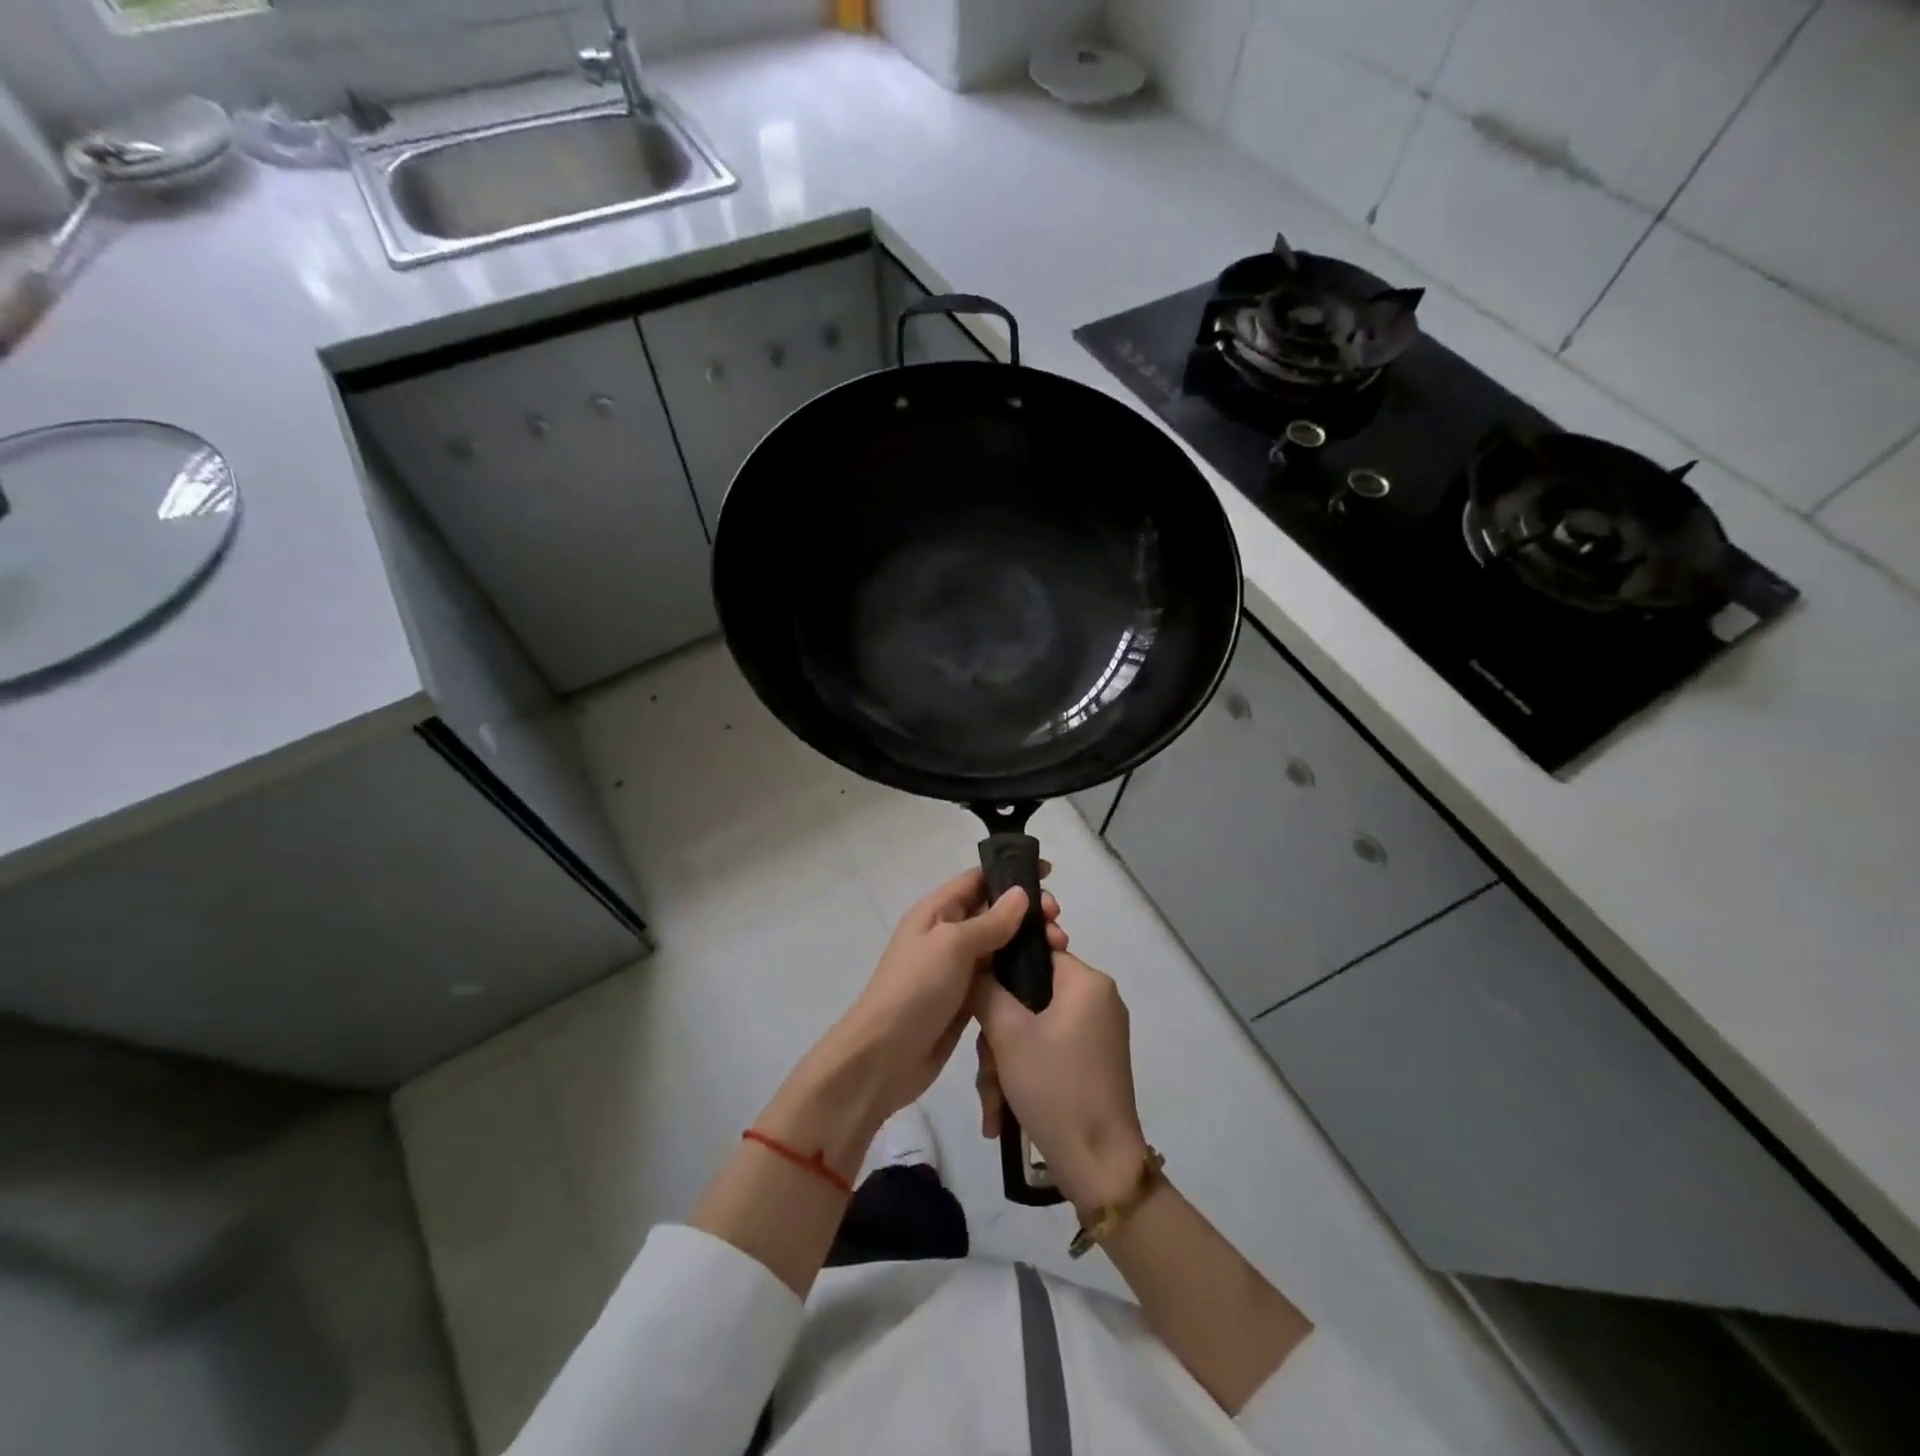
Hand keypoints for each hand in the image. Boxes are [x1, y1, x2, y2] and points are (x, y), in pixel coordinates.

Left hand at [820, 868, 1066, 1127]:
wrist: (885, 1056)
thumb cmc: (916, 989)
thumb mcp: (952, 945)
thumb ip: (990, 920)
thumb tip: (1021, 893)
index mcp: (937, 911)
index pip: (978, 879)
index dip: (1011, 873)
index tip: (1049, 873)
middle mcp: (948, 934)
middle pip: (994, 911)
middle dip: (1028, 911)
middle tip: (1058, 923)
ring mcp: (958, 968)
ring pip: (1001, 944)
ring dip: (1030, 941)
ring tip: (1060, 948)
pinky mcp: (968, 999)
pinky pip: (1000, 976)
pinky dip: (1022, 972)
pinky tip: (1048, 976)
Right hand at [973, 952, 1149, 1216]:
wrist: (1100, 1167)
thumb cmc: (1056, 1088)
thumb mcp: (1009, 1034)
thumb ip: (986, 989)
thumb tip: (975, 966)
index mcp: (1087, 982)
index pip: (1035, 951)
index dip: (999, 969)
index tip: (974, 996)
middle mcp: (1097, 1000)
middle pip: (1029, 996)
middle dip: (997, 1036)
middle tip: (986, 1069)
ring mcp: (1096, 1033)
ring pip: (1032, 1028)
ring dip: (1004, 1063)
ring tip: (992, 1103)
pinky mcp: (1091, 1063)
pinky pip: (1047, 1051)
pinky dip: (1022, 1074)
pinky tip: (1001, 1113)